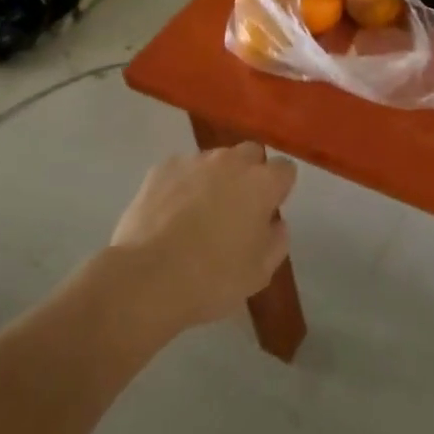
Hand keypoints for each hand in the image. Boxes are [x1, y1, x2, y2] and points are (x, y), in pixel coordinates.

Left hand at [110, 143, 296, 331]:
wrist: (148, 277)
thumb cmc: (213, 278)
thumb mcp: (259, 273)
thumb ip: (277, 241)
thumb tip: (276, 223)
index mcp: (262, 183)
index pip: (285, 169)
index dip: (279, 189)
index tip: (269, 211)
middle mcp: (231, 161)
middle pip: (250, 154)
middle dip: (249, 174)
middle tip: (237, 209)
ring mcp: (194, 161)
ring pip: (214, 160)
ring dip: (215, 178)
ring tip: (198, 214)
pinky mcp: (162, 168)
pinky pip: (182, 170)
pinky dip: (182, 185)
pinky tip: (170, 214)